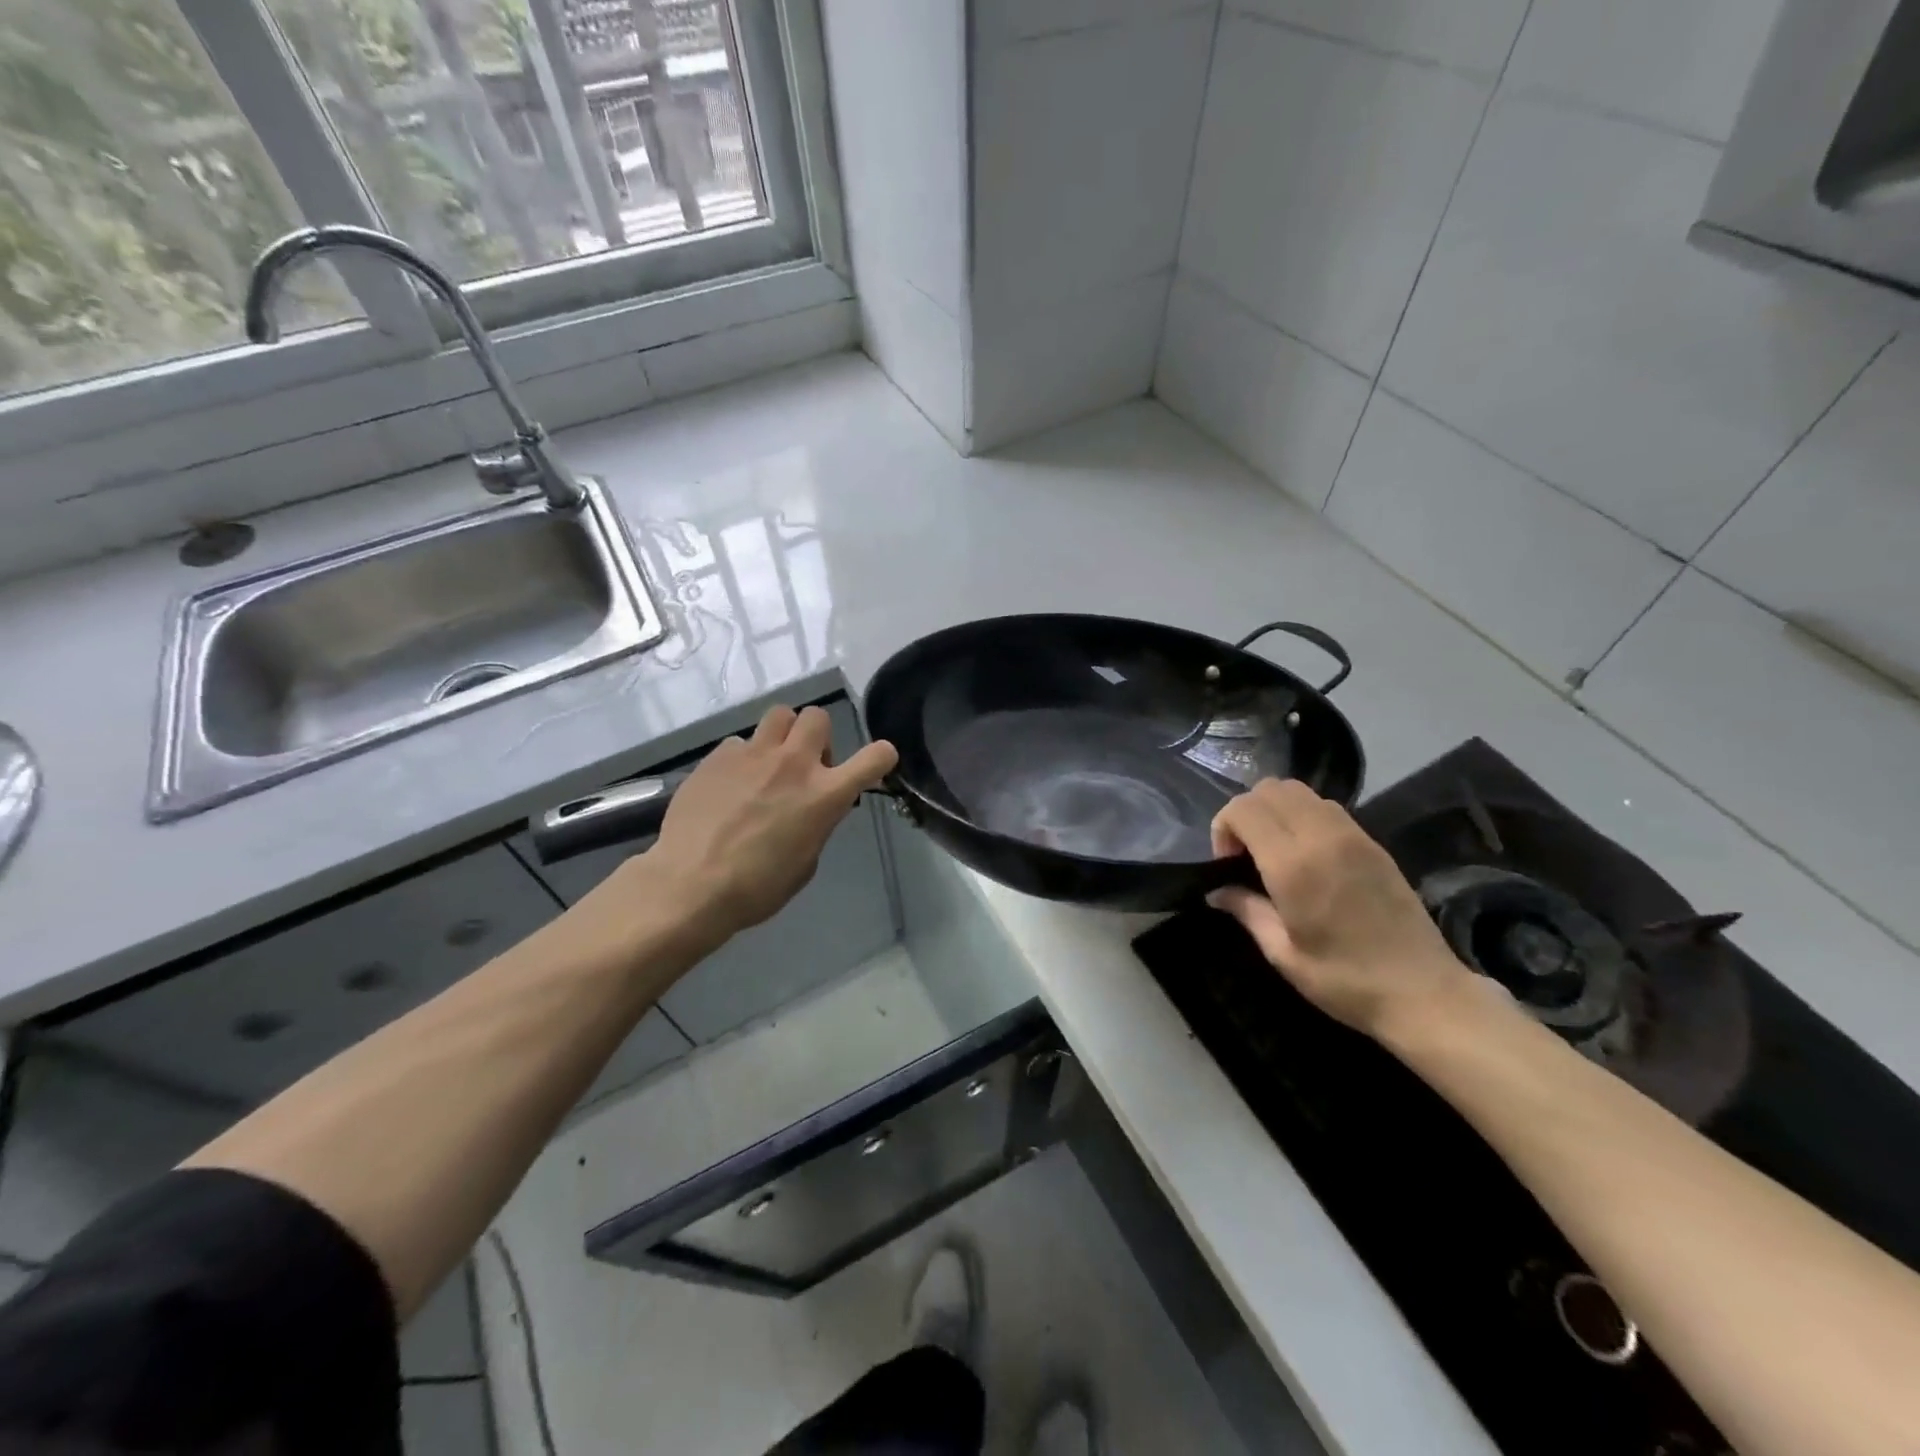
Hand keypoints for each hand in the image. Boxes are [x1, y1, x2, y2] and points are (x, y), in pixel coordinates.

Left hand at [641, 704, 898, 941]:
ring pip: (779, 715)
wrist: (690, 885)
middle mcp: (794, 764)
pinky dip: (742, 759)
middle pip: (818, 717)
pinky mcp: (718, 757)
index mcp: (825, 795)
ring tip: (768, 765)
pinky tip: (729, 785)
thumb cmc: (757, 887)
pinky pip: (739, 743)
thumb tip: (811, 811)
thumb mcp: (805, 862)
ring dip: (782, 735)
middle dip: (817, 737)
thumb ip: (816, 824)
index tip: (873, 765)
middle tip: (805, 766)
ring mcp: (753, 755)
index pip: (874, 757)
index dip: (881, 756)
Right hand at [1209, 779, 1474, 1039]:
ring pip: (1298, 790)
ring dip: (1275, 810)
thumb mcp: (1283, 953)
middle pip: (1269, 789)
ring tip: (1274, 851)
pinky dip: (1302, 816)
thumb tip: (1217, 891)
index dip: (1223, 828)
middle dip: (1246, 813)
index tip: (1227, 863)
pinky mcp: (1373, 842)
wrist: (1425, 994)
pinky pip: (1325, 806)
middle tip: (1245, 854)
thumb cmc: (1345, 981)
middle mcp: (1322, 837)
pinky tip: (1306, 855)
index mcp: (1294, 865)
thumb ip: (1246, 910)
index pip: (1244, 810)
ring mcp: (1353, 835)